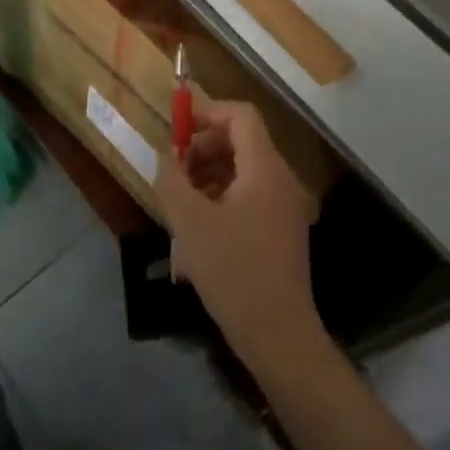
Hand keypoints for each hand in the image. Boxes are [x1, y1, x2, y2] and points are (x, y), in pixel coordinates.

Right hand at [154, 99, 326, 372]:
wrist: (279, 335)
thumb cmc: (233, 271)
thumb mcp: (190, 223)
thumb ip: (172, 180)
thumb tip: (165, 155)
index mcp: (264, 168)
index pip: (240, 115)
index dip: (206, 113)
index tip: (175, 132)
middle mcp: (280, 180)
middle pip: (240, 142)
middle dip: (202, 151)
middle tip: (173, 175)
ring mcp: (284, 208)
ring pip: (240, 174)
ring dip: (207, 181)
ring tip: (177, 210)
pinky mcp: (280, 233)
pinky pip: (247, 201)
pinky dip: (220, 206)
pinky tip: (195, 241)